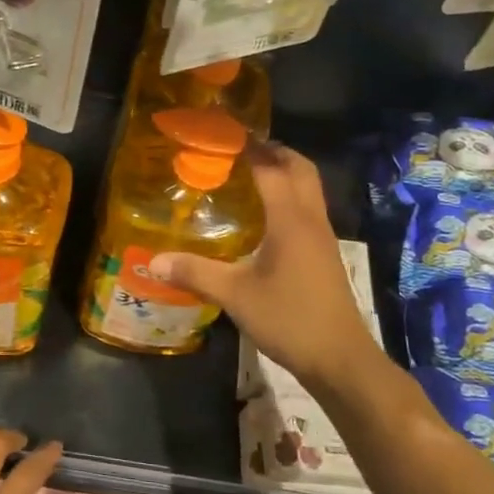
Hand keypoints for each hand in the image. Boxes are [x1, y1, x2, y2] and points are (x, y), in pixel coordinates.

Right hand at [151, 144, 379, 393]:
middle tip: (242, 148)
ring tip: (250, 174)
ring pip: (309, 188)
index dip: (250, 148)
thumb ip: (195, 273)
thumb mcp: (236, 296)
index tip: (225, 134)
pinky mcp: (325, 254)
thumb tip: (152, 261)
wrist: (340, 359)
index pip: (272, 168)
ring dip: (285, 172)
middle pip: (301, 169)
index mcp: (291, 220)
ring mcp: (323, 237)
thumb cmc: (289, 319)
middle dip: (275, 151)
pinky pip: (308, 209)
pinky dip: (290, 196)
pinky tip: (266, 216)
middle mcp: (311, 220)